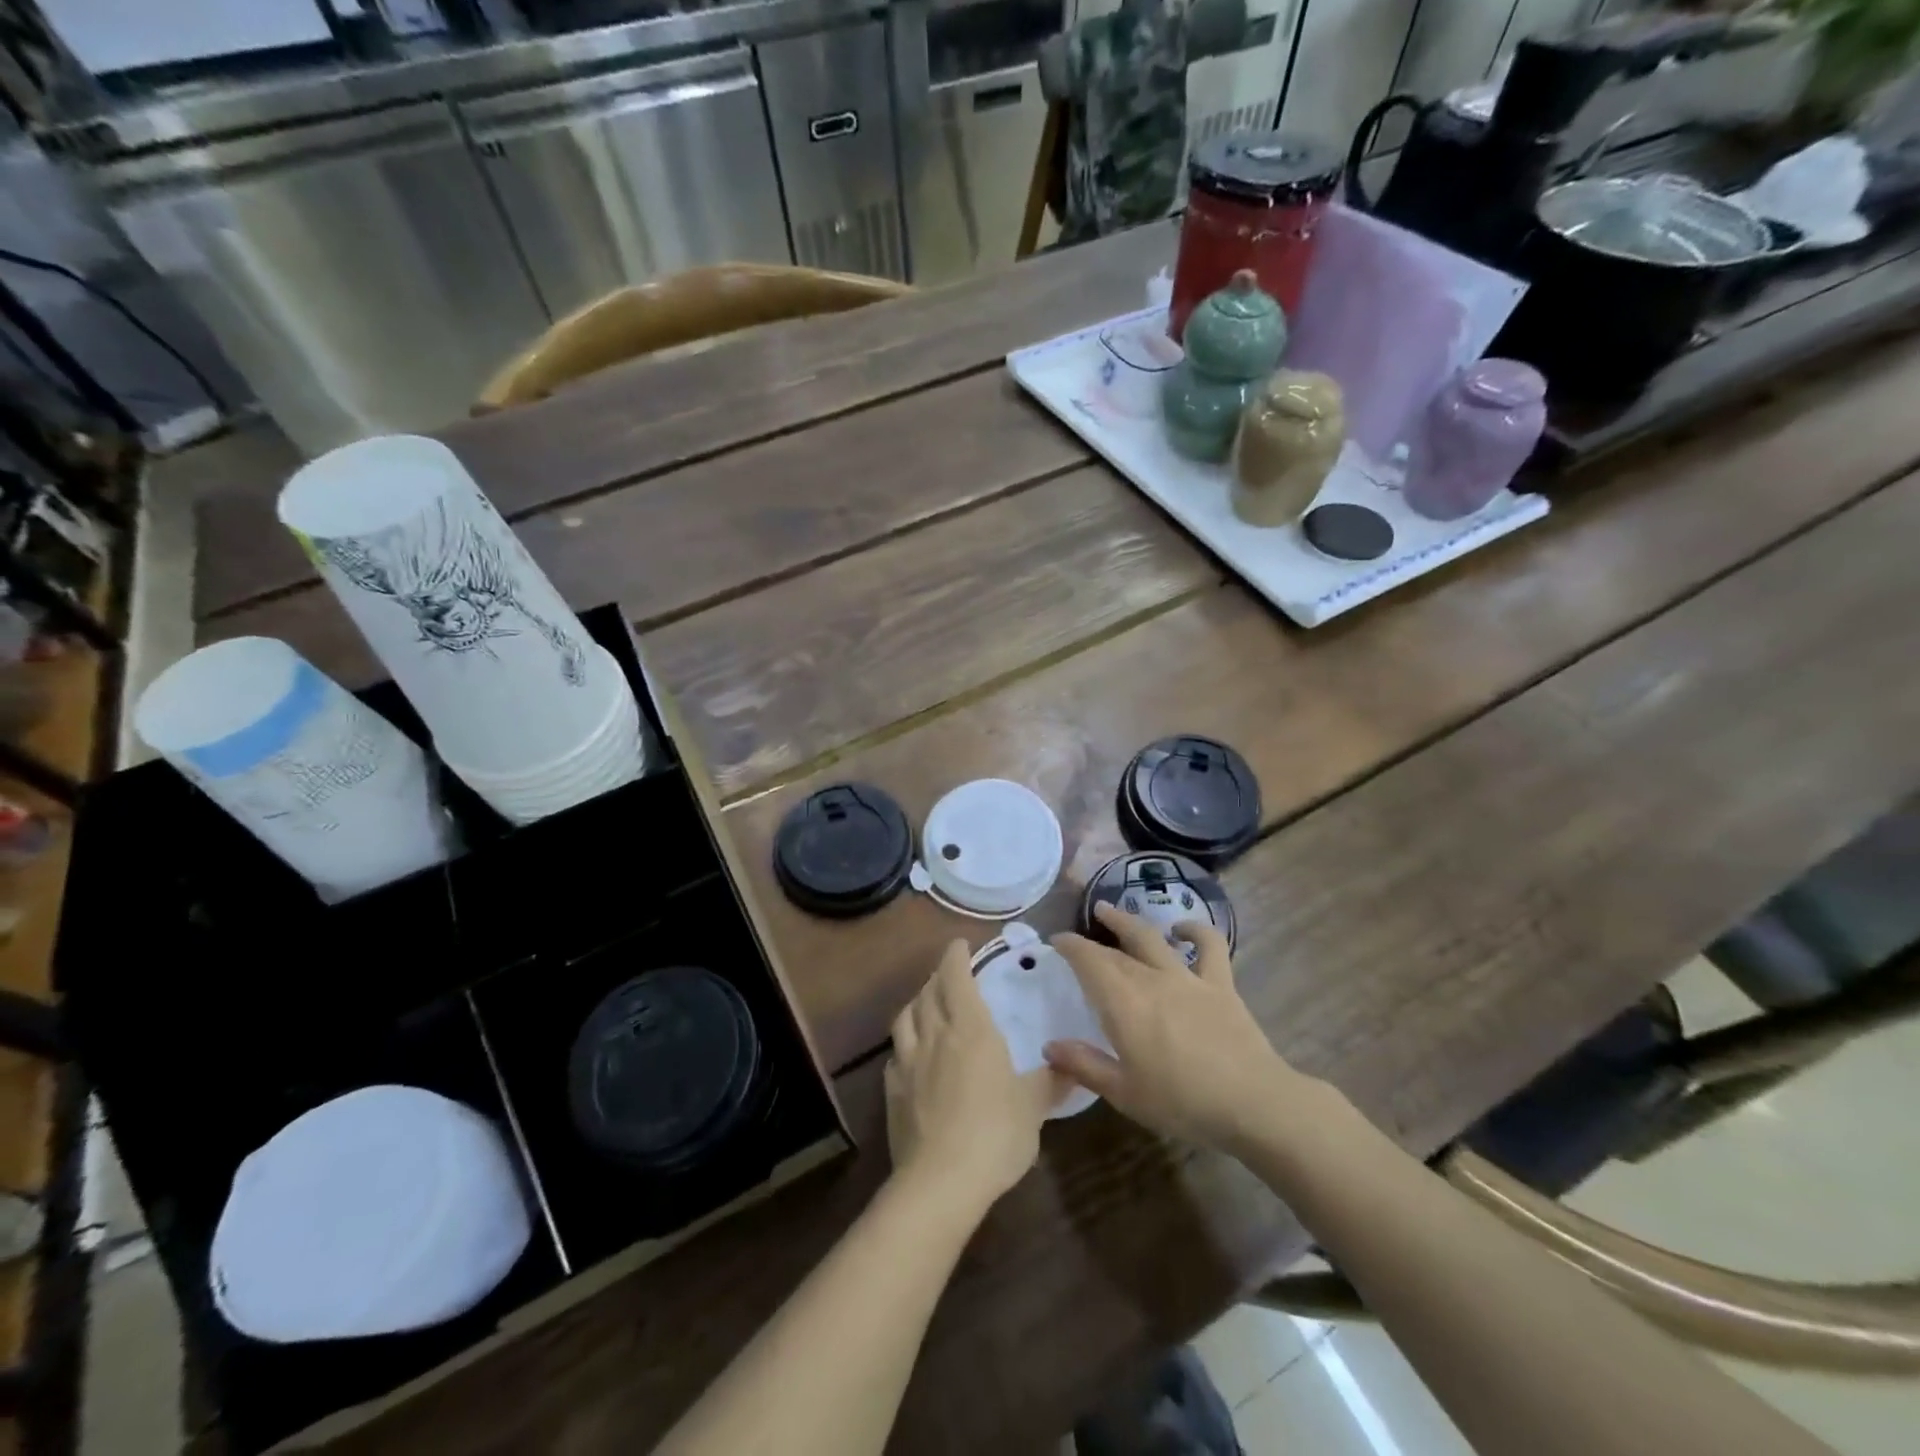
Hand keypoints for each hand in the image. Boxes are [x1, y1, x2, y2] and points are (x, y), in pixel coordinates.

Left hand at [886, 939, 1060, 1208]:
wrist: (940, 1181)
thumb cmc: (995, 1132)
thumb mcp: (1033, 1106)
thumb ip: (1051, 1081)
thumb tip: (1072, 1066)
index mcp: (970, 1028)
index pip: (955, 976)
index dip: (955, 956)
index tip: (959, 944)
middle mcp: (934, 1035)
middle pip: (929, 992)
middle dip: (938, 976)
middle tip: (949, 974)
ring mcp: (908, 1062)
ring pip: (905, 1018)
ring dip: (917, 1004)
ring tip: (926, 1006)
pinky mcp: (892, 1091)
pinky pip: (896, 1055)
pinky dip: (904, 1045)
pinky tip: (912, 1057)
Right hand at [1046, 904, 1309, 1153]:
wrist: (1252, 1102)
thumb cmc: (1181, 1102)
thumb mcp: (1124, 1093)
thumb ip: (1084, 1065)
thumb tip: (1049, 1046)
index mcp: (1123, 1003)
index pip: (1089, 961)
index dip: (1070, 946)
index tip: (1056, 940)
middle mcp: (1151, 979)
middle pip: (1116, 950)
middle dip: (1094, 938)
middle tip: (1080, 931)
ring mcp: (1187, 977)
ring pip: (1152, 937)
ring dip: (1129, 921)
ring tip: (1112, 911)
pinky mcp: (1219, 983)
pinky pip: (1209, 946)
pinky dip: (1195, 931)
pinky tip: (1182, 929)